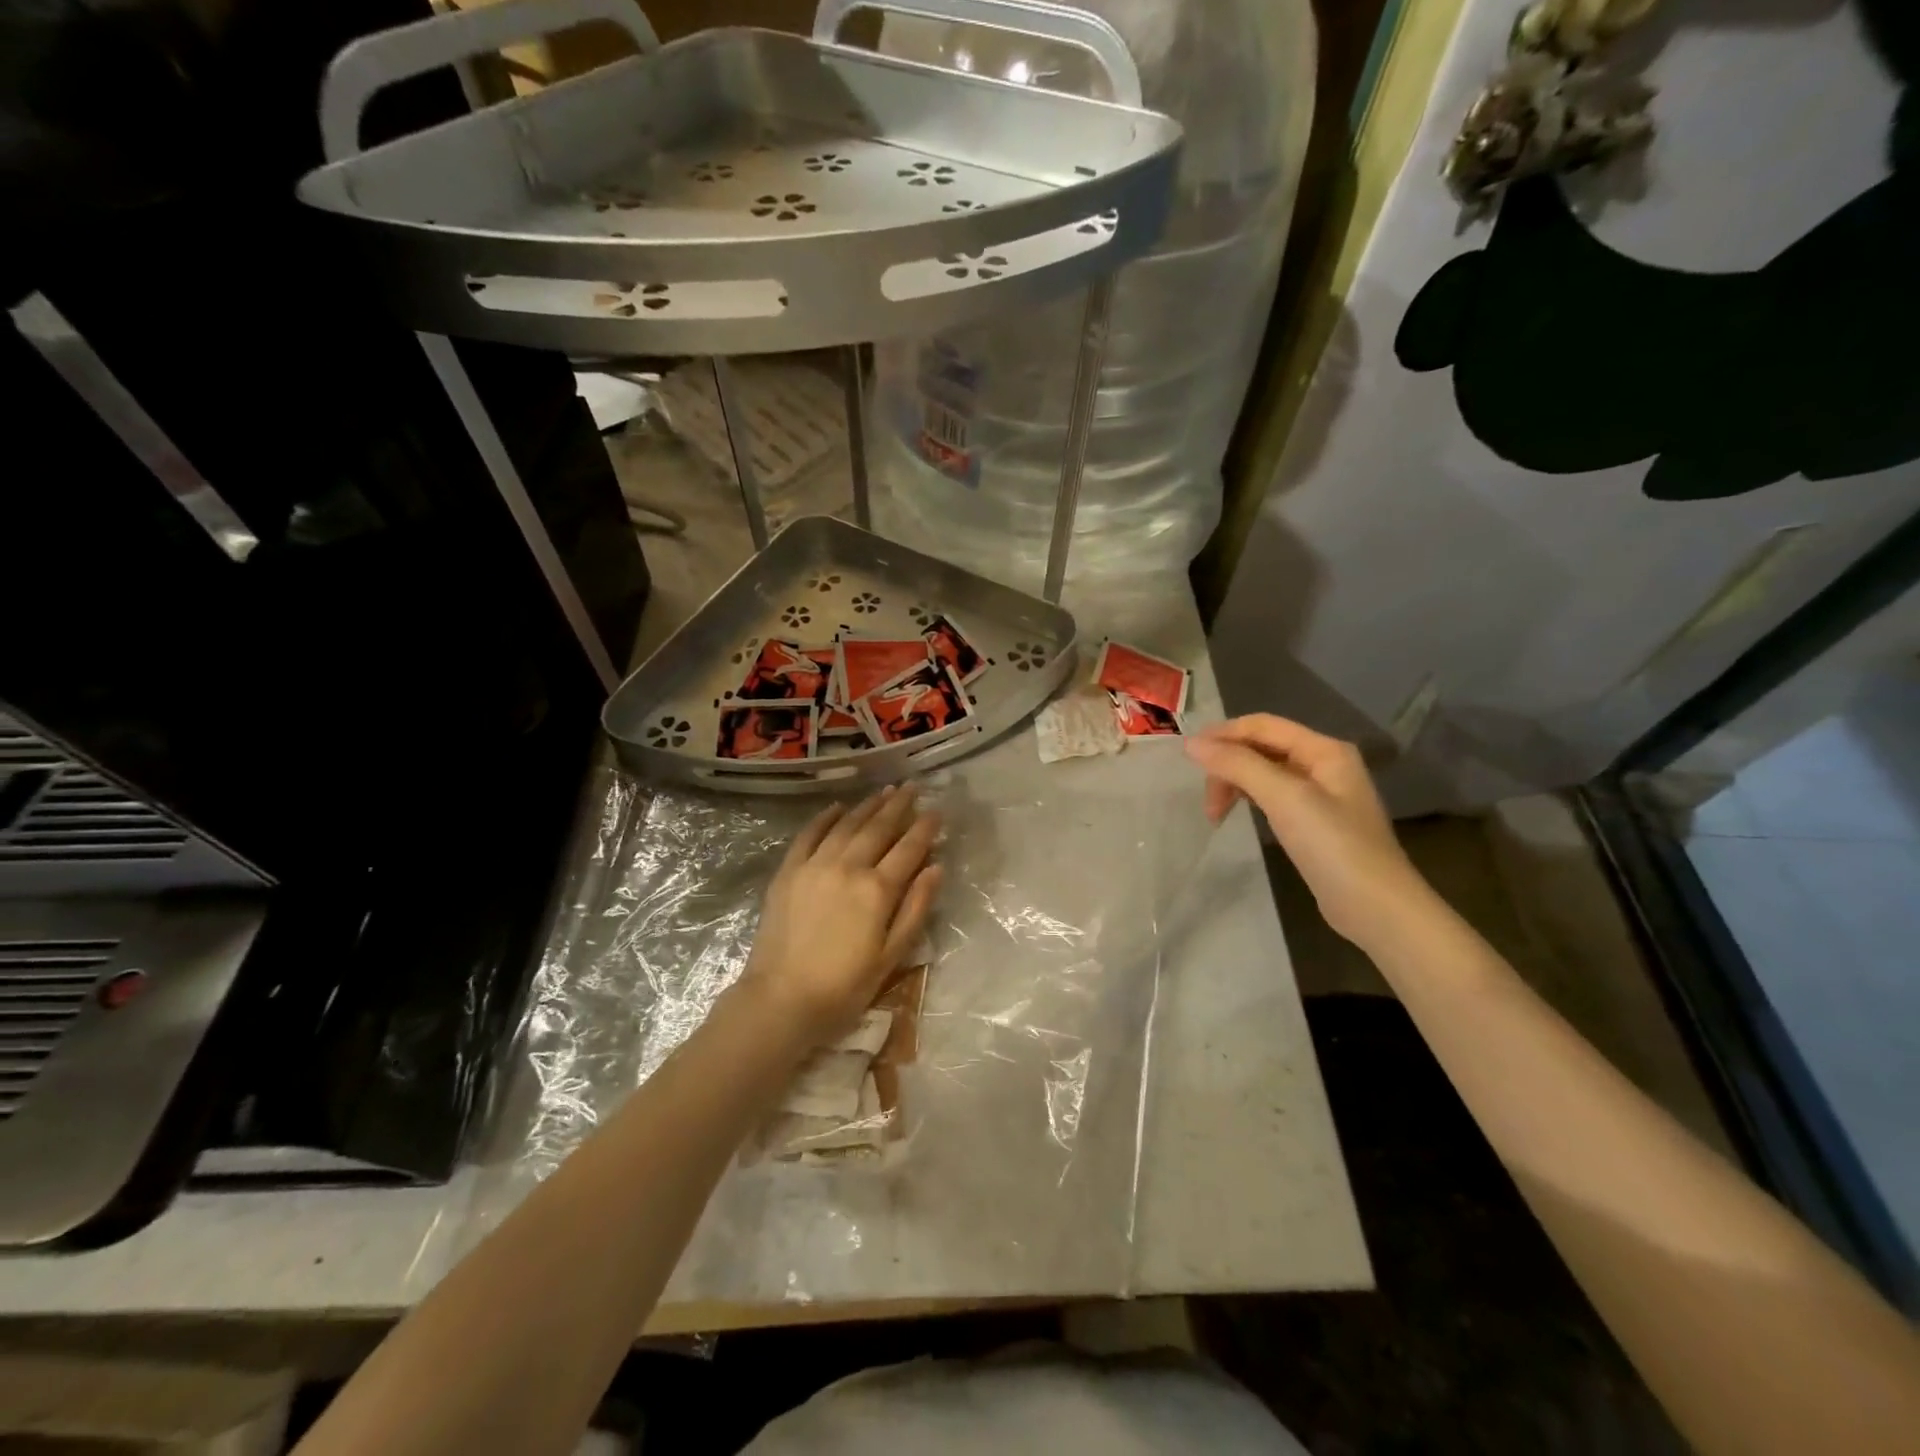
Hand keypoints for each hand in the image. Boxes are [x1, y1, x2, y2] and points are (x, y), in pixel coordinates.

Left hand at [738, 785, 942, 1046]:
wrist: (781, 1000)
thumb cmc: (844, 987)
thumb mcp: (892, 956)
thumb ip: (915, 908)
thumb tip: (936, 868)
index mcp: (877, 890)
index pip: (909, 849)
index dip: (925, 828)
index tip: (937, 811)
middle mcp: (848, 866)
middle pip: (879, 827)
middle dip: (899, 805)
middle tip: (912, 787)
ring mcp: (815, 865)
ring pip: (847, 825)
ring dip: (868, 805)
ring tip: (884, 791)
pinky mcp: (789, 871)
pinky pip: (809, 834)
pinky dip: (825, 817)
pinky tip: (838, 807)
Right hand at [1186, 715, 1427, 945]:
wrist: (1375, 908)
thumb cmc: (1333, 846)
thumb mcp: (1284, 798)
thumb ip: (1238, 765)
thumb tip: (1192, 744)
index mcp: (1324, 749)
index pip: (1262, 725)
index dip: (1223, 734)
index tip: (1186, 755)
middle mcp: (1323, 764)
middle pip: (1261, 748)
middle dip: (1228, 765)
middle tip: (1207, 801)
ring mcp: (1320, 794)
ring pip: (1263, 772)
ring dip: (1235, 784)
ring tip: (1216, 814)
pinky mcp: (1313, 821)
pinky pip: (1271, 795)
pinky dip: (1249, 800)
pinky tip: (1239, 815)